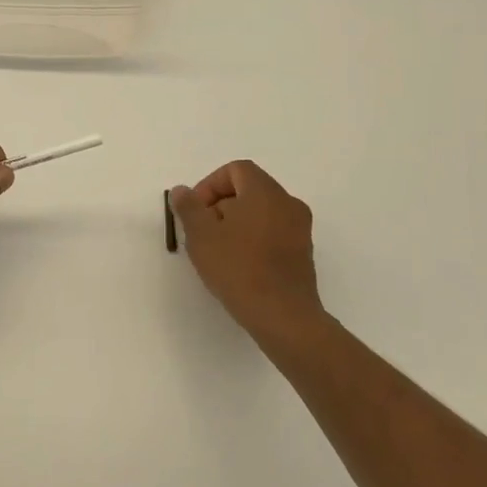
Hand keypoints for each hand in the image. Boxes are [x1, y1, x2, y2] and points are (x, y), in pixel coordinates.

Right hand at [169, 160, 325, 348]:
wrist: (283, 316)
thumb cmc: (238, 268)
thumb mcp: (201, 236)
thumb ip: (189, 207)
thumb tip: (183, 191)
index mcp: (265, 192)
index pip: (235, 170)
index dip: (210, 185)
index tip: (196, 211)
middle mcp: (288, 203)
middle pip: (248, 189)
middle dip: (220, 205)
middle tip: (202, 232)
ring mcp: (300, 229)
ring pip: (261, 212)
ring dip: (236, 223)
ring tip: (218, 251)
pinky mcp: (303, 253)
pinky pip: (273, 232)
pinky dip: (253, 238)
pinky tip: (238, 265)